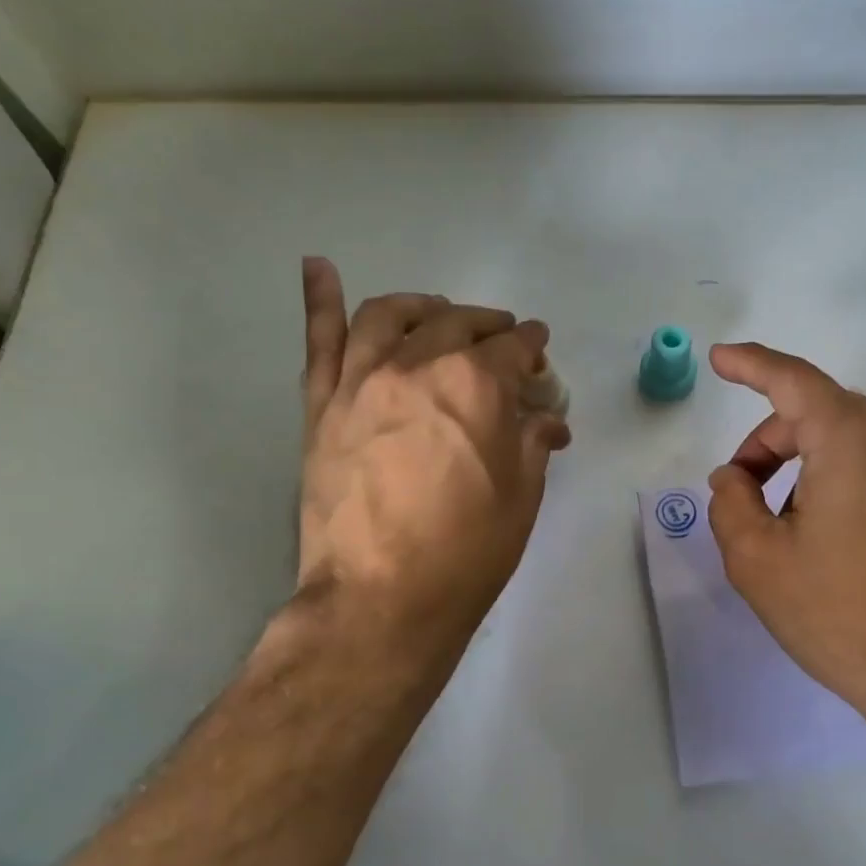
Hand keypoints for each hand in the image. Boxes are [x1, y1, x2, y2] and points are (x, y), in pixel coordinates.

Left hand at [290, 258, 570, 692]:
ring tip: (437, 310)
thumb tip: (547, 420)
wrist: (380, 599)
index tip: (538, 350)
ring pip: (390, 317)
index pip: (513, 347)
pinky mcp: (323, 407)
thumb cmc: (466, 553)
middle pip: (457, 324)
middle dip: (488, 325)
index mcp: (477, 385)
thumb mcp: (520, 497)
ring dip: (422, 305)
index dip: (531, 346)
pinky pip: (320, 342)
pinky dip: (320, 299)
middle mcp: (418, 366)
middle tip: (501, 337)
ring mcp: (362, 381)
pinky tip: (319, 266)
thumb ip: (532, 443)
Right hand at [705, 343, 865, 779]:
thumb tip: (734, 478)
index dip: (750, 364)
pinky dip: (842, 483)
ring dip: (806, 466)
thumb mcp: (759, 562)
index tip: (720, 359)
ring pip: (852, 442)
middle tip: (740, 491)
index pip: (792, 380)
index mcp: (853, 438)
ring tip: (786, 529)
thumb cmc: (845, 615)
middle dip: (770, 441)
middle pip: (820, 414)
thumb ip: (731, 504)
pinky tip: (832, 542)